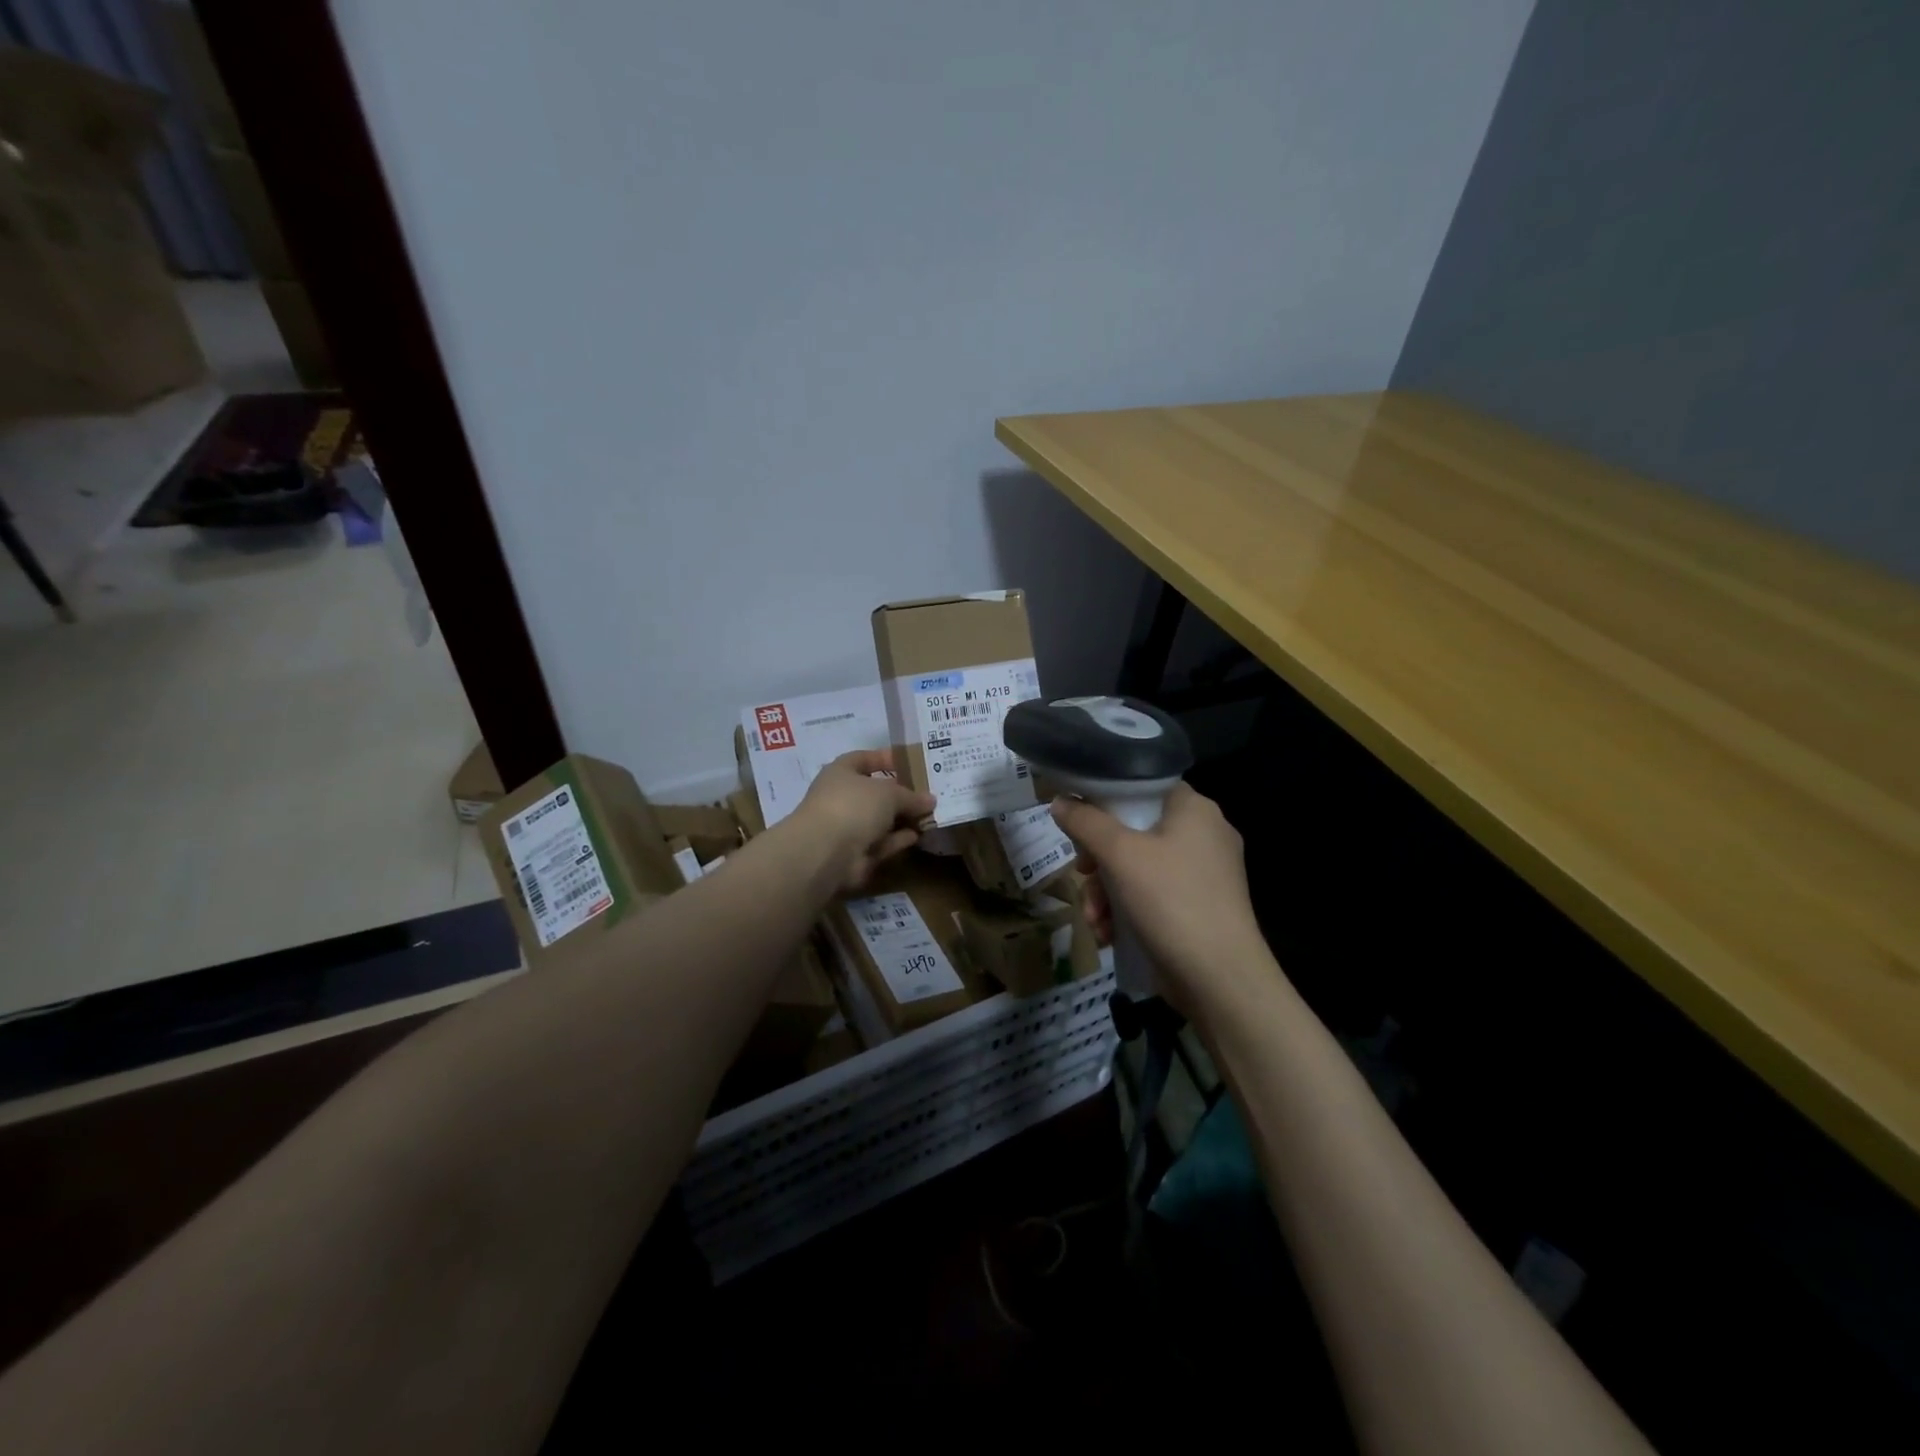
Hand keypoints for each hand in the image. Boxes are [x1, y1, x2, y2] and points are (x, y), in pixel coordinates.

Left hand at [792, 749, 936, 893]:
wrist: (826, 852)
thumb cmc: (854, 806)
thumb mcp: (889, 793)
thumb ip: (911, 796)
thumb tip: (930, 800)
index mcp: (841, 772)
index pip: (864, 758)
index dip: (886, 758)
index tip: (912, 761)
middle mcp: (841, 797)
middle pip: (875, 792)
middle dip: (901, 793)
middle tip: (929, 793)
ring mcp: (847, 827)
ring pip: (880, 819)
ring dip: (902, 818)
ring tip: (930, 815)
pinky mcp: (854, 853)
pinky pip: (880, 842)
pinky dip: (897, 839)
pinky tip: (917, 836)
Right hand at [1051, 783, 1271, 1018]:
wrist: (1220, 979)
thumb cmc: (1170, 901)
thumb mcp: (1119, 854)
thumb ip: (1085, 822)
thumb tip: (1059, 801)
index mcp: (1194, 808)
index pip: (1142, 785)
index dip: (1105, 801)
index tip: (1079, 825)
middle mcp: (1205, 834)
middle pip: (1134, 830)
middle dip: (1099, 861)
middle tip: (1083, 876)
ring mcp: (1205, 873)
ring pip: (1139, 867)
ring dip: (1107, 892)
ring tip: (1094, 919)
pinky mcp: (1200, 906)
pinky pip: (1154, 894)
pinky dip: (1128, 910)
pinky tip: (1109, 934)